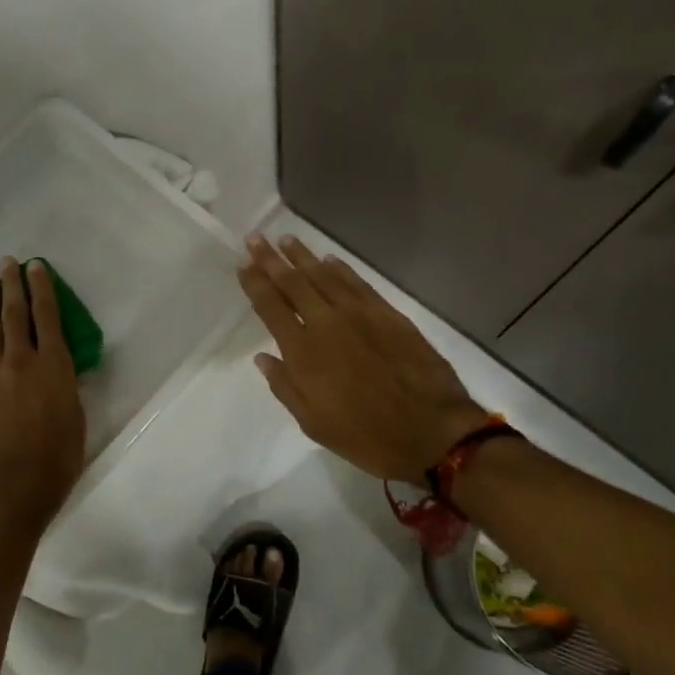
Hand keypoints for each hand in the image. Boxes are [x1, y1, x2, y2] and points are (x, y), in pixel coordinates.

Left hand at [0, 257, 87, 535]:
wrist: (14, 492)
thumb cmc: (58, 458)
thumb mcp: (77, 418)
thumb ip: (67, 387)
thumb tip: (61, 369)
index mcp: (51, 366)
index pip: (46, 317)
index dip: (41, 289)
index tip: (35, 266)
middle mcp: (19, 364)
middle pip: (13, 316)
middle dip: (11, 287)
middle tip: (7, 263)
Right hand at [237, 235, 493, 485]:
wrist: (431, 432)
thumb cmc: (366, 435)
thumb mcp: (313, 424)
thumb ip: (285, 386)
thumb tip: (263, 357)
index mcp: (303, 352)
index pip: (271, 307)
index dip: (254, 283)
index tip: (243, 264)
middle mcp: (327, 323)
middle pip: (292, 283)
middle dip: (271, 259)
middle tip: (255, 239)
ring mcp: (359, 314)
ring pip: (324, 275)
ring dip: (303, 256)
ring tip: (285, 239)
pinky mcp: (387, 313)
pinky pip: (357, 283)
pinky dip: (340, 269)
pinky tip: (329, 259)